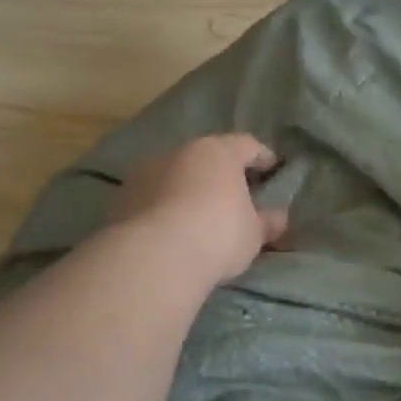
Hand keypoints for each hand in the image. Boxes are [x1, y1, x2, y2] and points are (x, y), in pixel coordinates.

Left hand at [111, 134, 287, 283]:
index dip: (262, 156)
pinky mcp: (122, 197)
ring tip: (196, 214)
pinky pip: (151, 197)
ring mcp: (146, 171)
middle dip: (220, 173)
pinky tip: (169, 229)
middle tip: (233, 195)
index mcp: (218, 152)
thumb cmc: (218, 234)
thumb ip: (267, 221)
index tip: (272, 169)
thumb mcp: (253, 233)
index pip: (247, 145)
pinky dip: (162, 207)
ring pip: (174, 174)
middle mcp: (180, 151)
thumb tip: (278, 217)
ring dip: (186, 188)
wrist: (155, 256)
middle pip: (206, 157)